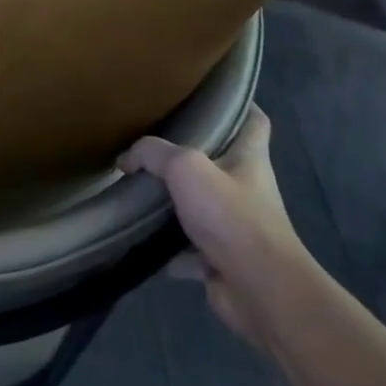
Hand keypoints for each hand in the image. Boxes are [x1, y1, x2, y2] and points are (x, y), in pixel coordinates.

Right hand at [119, 106, 309, 348]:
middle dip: (191, 155)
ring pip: (202, 206)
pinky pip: (190, 247)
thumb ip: (153, 154)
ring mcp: (237, 227)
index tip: (209, 97)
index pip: (254, 120)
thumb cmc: (231, 216)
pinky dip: (170, 247)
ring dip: (176, 202)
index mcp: (249, 158)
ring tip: (140, 189)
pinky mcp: (223, 260)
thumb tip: (126, 159)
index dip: (238, 105)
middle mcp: (247, 188)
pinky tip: (142, 240)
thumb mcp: (186, 168)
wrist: (258, 289)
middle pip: (221, 162)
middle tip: (155, 143)